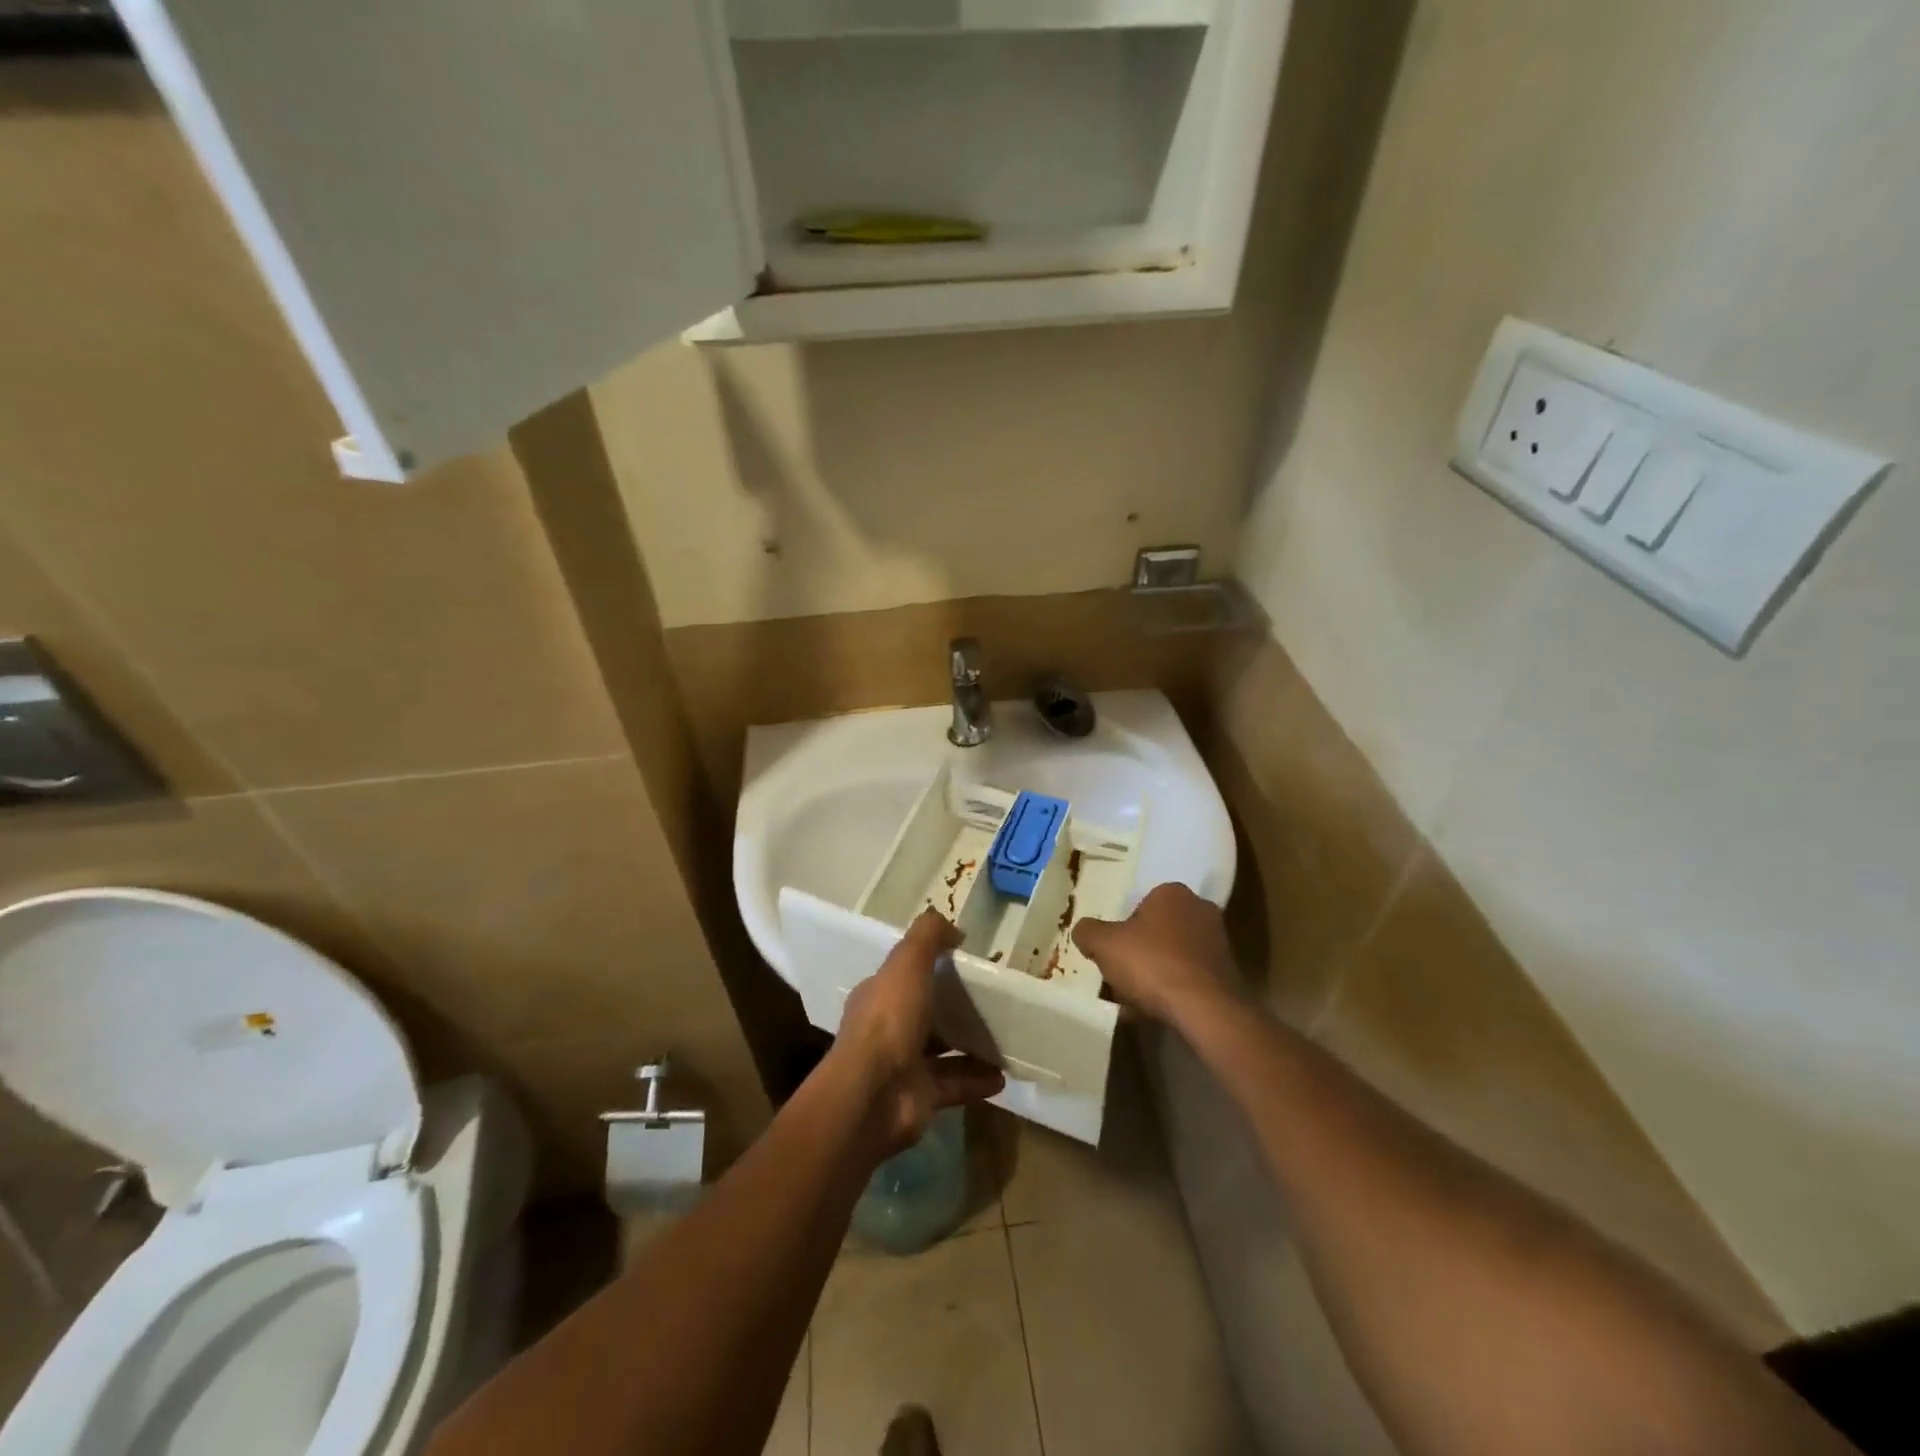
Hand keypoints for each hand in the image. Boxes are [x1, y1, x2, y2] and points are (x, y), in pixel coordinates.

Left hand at [834, 909, 1004, 1157]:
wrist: (873, 1094)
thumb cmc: (888, 1020)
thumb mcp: (908, 963)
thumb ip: (928, 937)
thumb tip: (953, 928)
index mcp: (879, 996)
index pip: (903, 977)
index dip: (928, 967)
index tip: (962, 961)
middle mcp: (889, 1030)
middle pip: (925, 1015)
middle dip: (953, 1009)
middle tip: (991, 1001)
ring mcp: (904, 1066)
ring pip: (942, 1052)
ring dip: (971, 1047)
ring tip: (1004, 1039)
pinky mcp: (921, 1097)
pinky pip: (955, 1085)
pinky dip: (977, 1080)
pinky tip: (1002, 1076)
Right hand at [1072, 883, 1239, 1027]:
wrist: (1205, 1009)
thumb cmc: (1151, 963)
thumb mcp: (1103, 944)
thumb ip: (1088, 932)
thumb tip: (1083, 931)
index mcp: (1172, 893)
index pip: (1140, 904)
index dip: (1123, 929)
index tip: (1113, 952)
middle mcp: (1200, 909)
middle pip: (1158, 930)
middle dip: (1140, 951)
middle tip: (1122, 974)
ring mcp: (1218, 942)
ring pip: (1173, 955)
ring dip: (1156, 972)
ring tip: (1136, 1000)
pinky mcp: (1228, 973)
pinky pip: (1189, 977)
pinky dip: (1174, 989)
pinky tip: (1157, 1010)